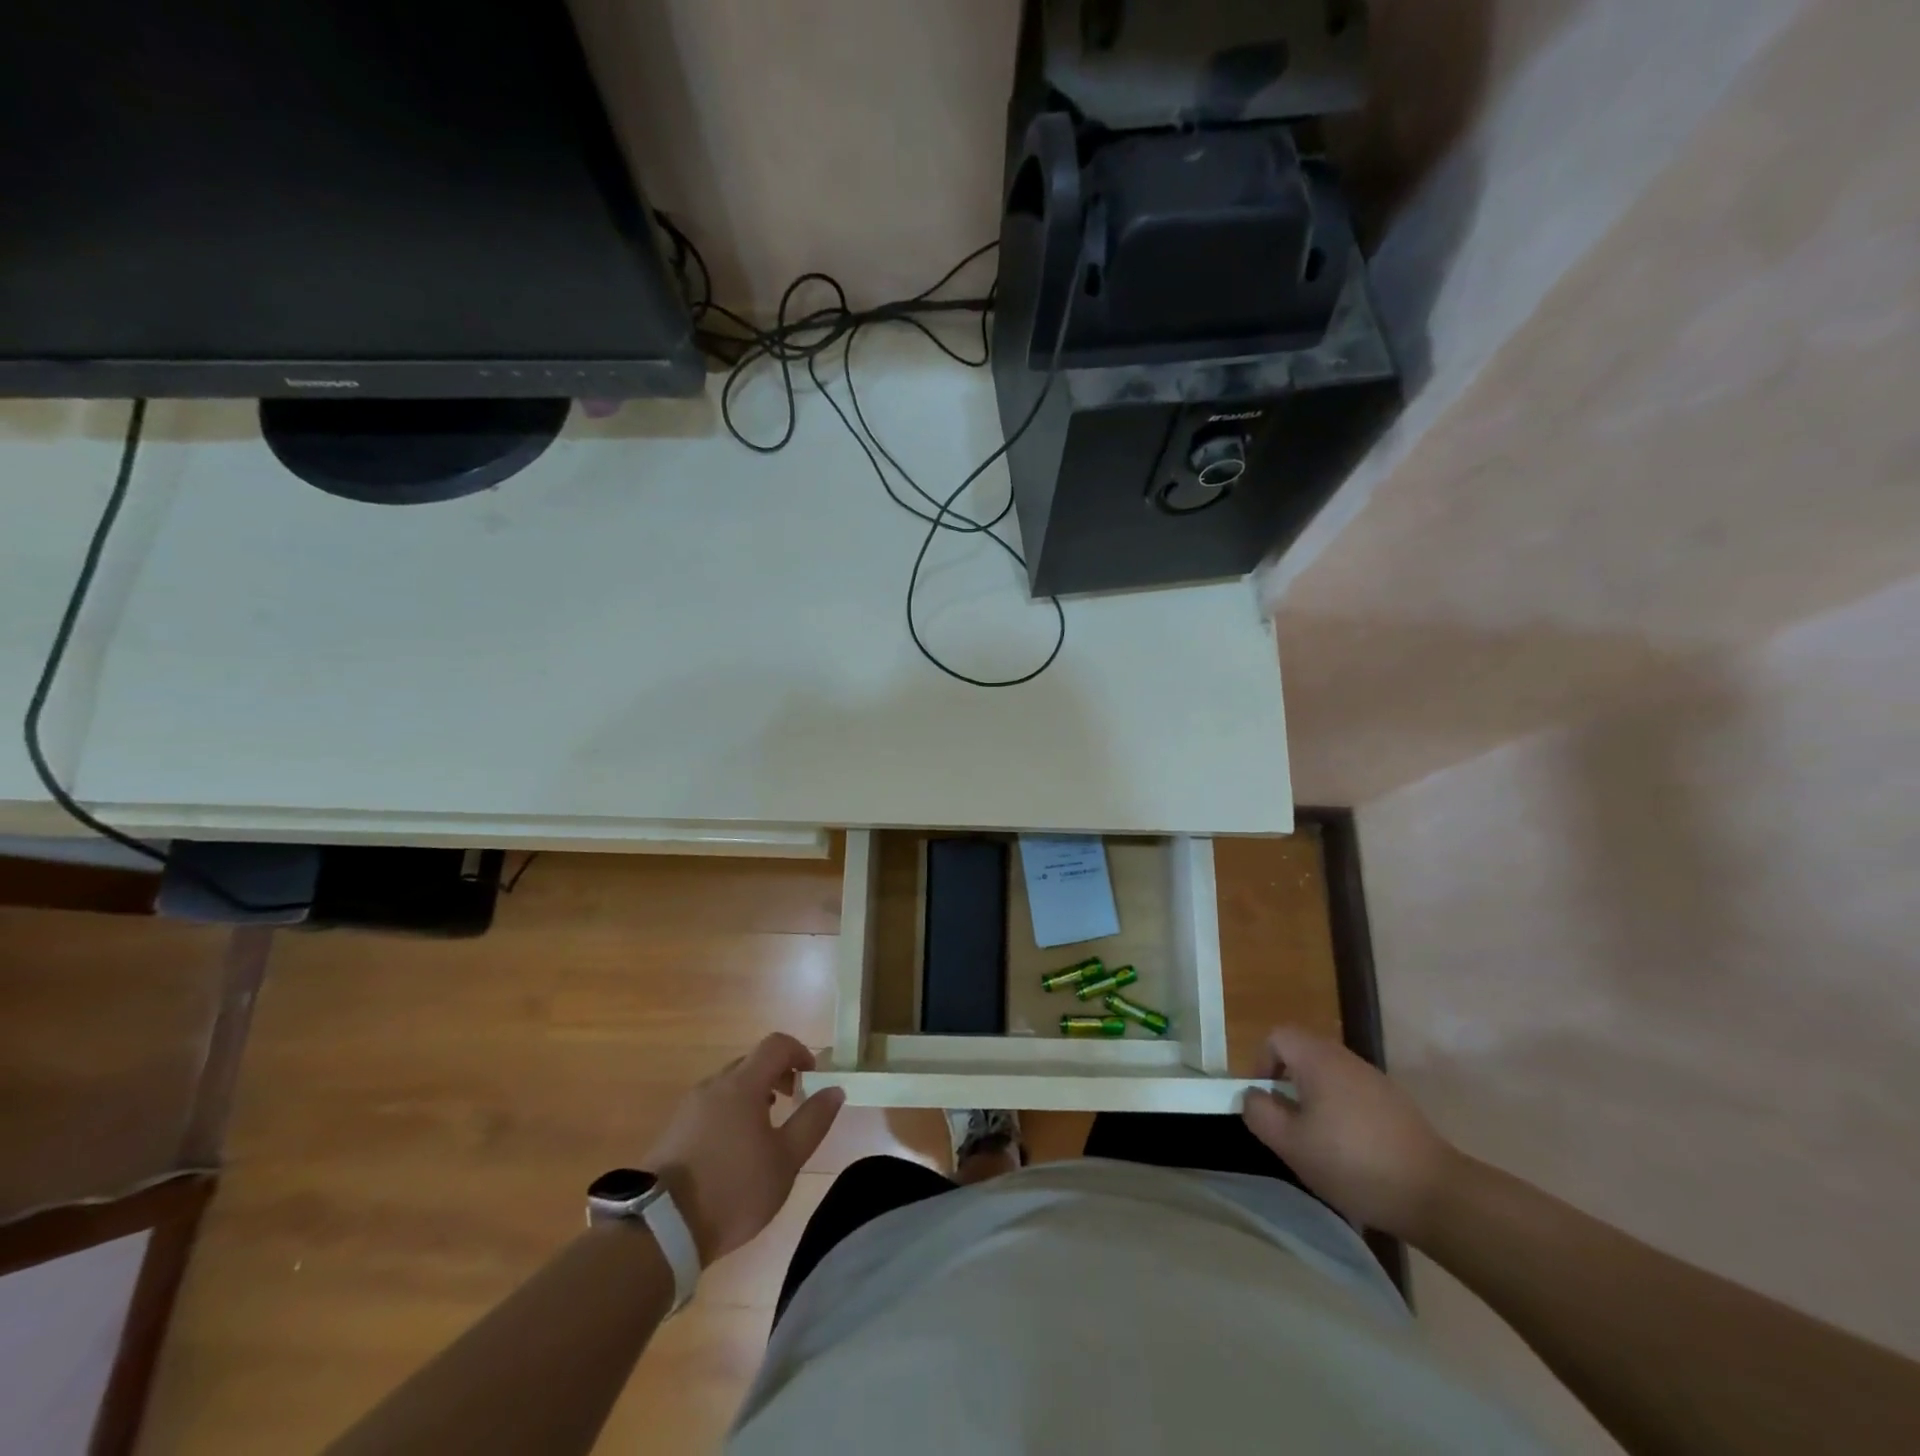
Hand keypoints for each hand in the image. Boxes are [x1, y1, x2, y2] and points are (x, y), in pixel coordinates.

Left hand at [642, 1033, 844, 1264]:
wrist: (659, 1230)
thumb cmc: (733, 1190)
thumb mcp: (785, 1160)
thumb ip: (813, 1121)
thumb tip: (834, 1090)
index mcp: (742, 1084)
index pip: (776, 1044)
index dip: (800, 1052)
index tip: (812, 1078)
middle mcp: (713, 1085)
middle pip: (751, 1062)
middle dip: (778, 1075)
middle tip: (793, 1104)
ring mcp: (689, 1107)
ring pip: (729, 1086)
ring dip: (753, 1095)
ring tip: (765, 1131)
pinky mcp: (673, 1131)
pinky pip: (711, 1106)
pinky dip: (731, 1113)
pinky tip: (734, 1150)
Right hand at [1241, 1026, 1460, 1241]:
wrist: (1435, 1193)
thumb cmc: (1352, 1162)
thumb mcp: (1291, 1144)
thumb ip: (1260, 1113)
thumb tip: (1252, 1096)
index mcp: (1317, 1059)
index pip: (1277, 1037)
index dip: (1261, 1062)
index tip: (1264, 1100)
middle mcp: (1345, 1058)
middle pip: (1303, 1053)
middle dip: (1287, 1083)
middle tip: (1287, 1123)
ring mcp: (1374, 1080)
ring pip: (1329, 1075)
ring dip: (1314, 1099)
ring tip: (1317, 1141)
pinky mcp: (1395, 1103)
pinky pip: (1353, 1094)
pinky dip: (1341, 1112)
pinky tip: (1351, 1152)